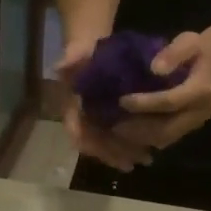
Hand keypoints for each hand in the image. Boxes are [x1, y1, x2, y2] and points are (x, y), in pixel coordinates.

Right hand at [56, 35, 153, 172]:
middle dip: (115, 154)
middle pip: (95, 144)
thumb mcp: (78, 52)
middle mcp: (81, 119)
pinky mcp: (108, 117)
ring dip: (125, 152)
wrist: (89, 48)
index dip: (96, 147)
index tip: (113, 156)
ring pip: (107, 143)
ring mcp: (94, 119)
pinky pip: (117, 135)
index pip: (79, 134)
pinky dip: (131, 142)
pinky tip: (149, 146)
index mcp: (70, 108)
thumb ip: (71, 58)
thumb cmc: (83, 52)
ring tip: (147, 158)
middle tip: (136, 162)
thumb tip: (60, 65)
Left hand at [114, 32, 210, 152]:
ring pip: (165, 138)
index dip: (145, 103)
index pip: (170, 101)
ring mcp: (195, 123)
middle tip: (113, 124)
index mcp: (202, 90)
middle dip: (138, 128)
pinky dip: (145, 138)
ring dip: (139, 137)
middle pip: (167, 128)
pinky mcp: (188, 129)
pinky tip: (127, 131)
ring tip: (116, 130)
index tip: (122, 101)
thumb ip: (174, 53)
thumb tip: (155, 69)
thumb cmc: (196, 49)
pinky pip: (165, 139)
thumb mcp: (188, 42)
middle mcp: (200, 112)